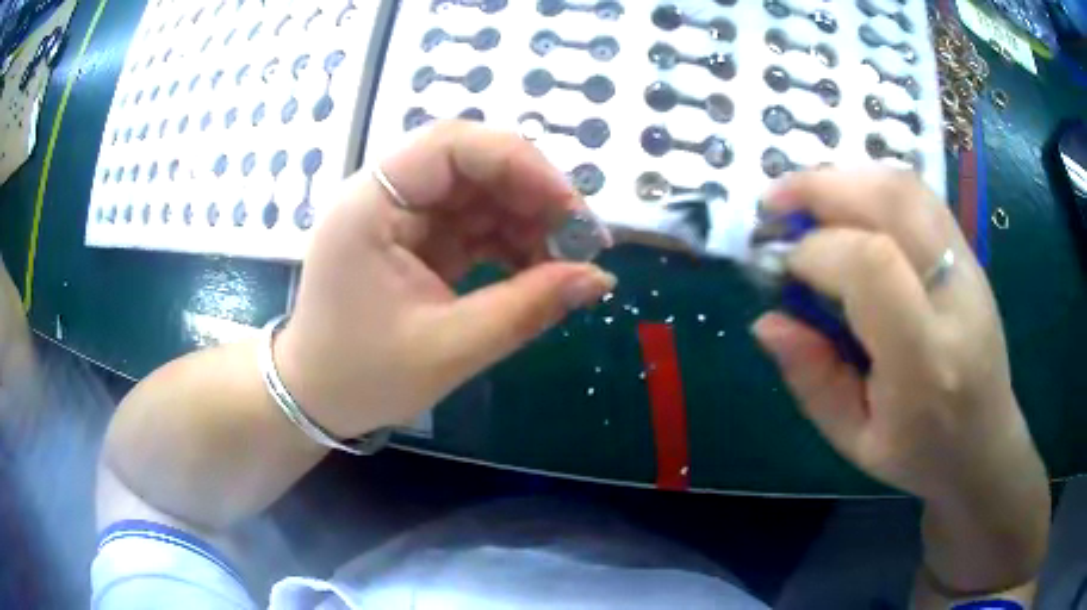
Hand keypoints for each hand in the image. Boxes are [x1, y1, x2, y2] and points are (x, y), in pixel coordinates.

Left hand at [274, 122, 615, 437]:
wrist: (317, 398)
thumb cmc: (363, 377)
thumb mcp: (449, 349)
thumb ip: (527, 308)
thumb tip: (599, 277)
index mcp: (370, 205)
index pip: (449, 144)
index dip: (518, 162)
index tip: (568, 207)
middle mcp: (383, 195)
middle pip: (469, 162)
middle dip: (530, 193)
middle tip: (578, 238)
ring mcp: (401, 215)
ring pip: (478, 191)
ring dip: (526, 219)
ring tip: (563, 261)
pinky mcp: (416, 238)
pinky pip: (473, 222)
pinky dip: (509, 240)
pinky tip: (536, 269)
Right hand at [752, 170, 1048, 590]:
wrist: (985, 443)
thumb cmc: (921, 453)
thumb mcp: (855, 440)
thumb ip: (812, 379)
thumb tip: (767, 320)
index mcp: (924, 362)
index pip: (871, 267)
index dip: (817, 252)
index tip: (785, 270)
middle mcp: (954, 298)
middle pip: (893, 202)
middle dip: (823, 188)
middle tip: (775, 203)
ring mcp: (968, 266)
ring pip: (906, 186)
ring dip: (846, 178)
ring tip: (807, 198)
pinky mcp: (969, 253)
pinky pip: (918, 195)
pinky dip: (871, 185)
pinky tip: (848, 206)